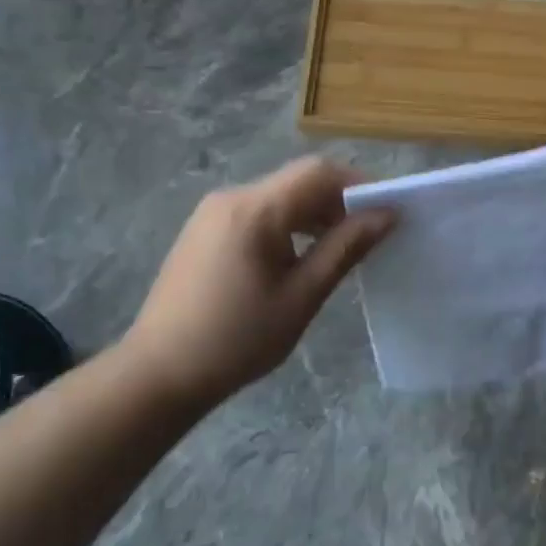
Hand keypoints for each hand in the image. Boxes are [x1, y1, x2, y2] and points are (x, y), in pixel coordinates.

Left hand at [118, 157, 393, 415]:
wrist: (159, 373)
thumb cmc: (238, 339)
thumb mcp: (301, 296)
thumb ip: (344, 249)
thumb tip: (385, 215)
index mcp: (255, 209)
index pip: (319, 172)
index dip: (359, 184)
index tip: (386, 212)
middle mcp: (232, 197)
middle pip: (298, 180)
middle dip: (338, 201)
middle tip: (368, 237)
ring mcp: (212, 212)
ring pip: (278, 196)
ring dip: (312, 214)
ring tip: (337, 250)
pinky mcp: (203, 229)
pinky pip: (256, 212)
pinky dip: (286, 224)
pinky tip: (297, 258)